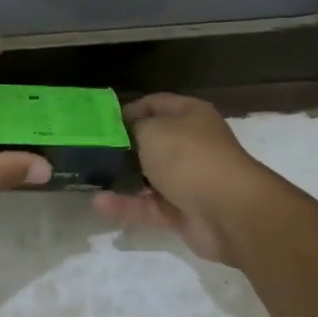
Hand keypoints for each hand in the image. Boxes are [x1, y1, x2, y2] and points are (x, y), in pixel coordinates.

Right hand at [92, 94, 281, 266]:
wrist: (229, 212)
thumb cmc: (189, 158)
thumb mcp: (152, 131)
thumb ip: (131, 129)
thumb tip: (121, 135)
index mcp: (190, 116)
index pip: (154, 104)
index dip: (126, 110)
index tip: (97, 123)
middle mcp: (191, 144)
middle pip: (150, 142)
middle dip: (121, 148)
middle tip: (88, 152)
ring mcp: (187, 179)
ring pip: (147, 177)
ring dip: (120, 179)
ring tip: (88, 179)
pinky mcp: (181, 211)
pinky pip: (148, 205)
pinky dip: (126, 205)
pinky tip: (99, 203)